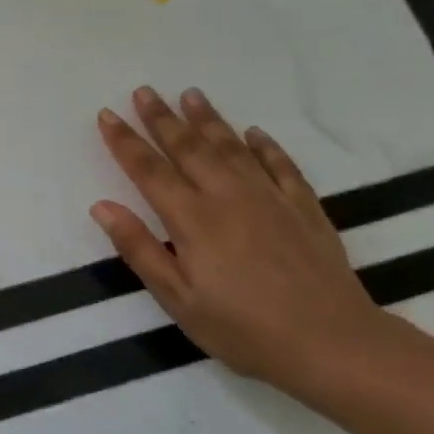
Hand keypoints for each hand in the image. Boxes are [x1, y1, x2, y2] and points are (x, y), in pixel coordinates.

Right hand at [91, 86, 386, 390]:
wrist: (331, 343)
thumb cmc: (242, 329)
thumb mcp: (178, 299)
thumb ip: (139, 249)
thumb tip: (103, 207)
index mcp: (193, 220)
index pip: (150, 171)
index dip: (125, 142)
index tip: (107, 115)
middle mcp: (229, 197)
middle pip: (189, 148)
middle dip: (162, 119)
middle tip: (144, 91)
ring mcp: (270, 198)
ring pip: (232, 147)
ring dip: (208, 119)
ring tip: (190, 94)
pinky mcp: (304, 208)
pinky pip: (281, 165)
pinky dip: (265, 145)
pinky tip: (254, 133)